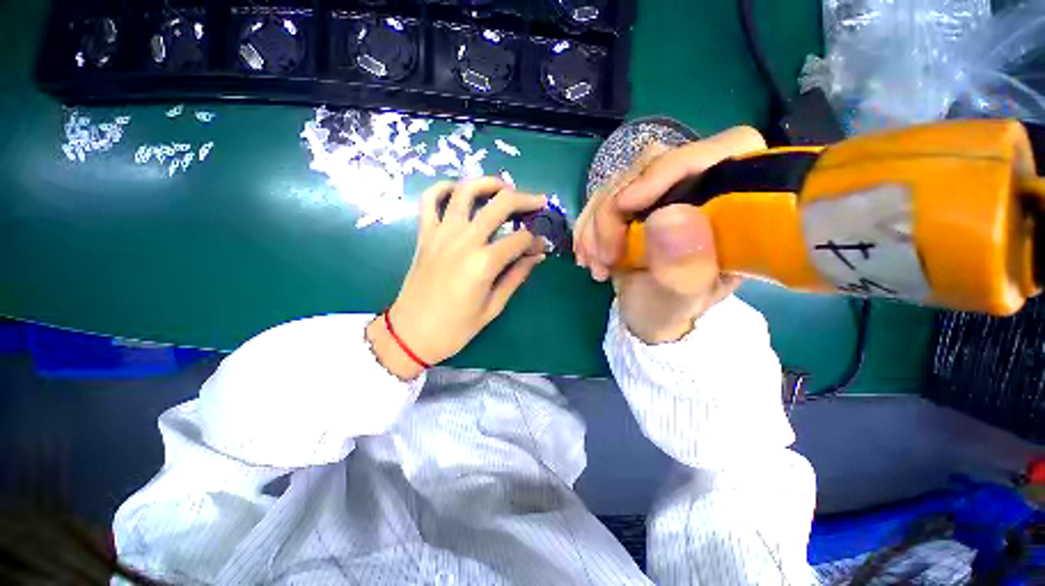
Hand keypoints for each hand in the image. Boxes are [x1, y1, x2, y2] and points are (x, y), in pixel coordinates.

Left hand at [367, 177, 546, 378]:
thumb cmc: (455, 328)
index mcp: (484, 263)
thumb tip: (536, 256)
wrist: (411, 334)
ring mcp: (441, 234)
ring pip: (466, 191)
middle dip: (525, 200)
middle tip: (538, 201)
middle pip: (500, 204)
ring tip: (504, 187)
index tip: (540, 247)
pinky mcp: (424, 234)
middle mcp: (464, 241)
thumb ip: (516, 276)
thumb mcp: (493, 307)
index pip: (520, 239)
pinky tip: (459, 191)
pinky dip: (444, 188)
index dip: (535, 241)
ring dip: (489, 183)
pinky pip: (430, 199)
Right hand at [574, 126, 765, 342]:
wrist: (646, 313)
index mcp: (737, 207)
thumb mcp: (680, 299)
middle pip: (653, 164)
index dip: (672, 167)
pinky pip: (601, 197)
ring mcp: (663, 192)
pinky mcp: (635, 200)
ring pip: (620, 181)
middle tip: (605, 256)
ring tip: (597, 264)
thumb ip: (682, 267)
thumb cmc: (670, 310)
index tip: (626, 205)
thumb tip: (668, 216)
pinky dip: (587, 226)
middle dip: (615, 212)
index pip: (725, 150)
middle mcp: (701, 188)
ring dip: (596, 224)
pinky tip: (588, 254)